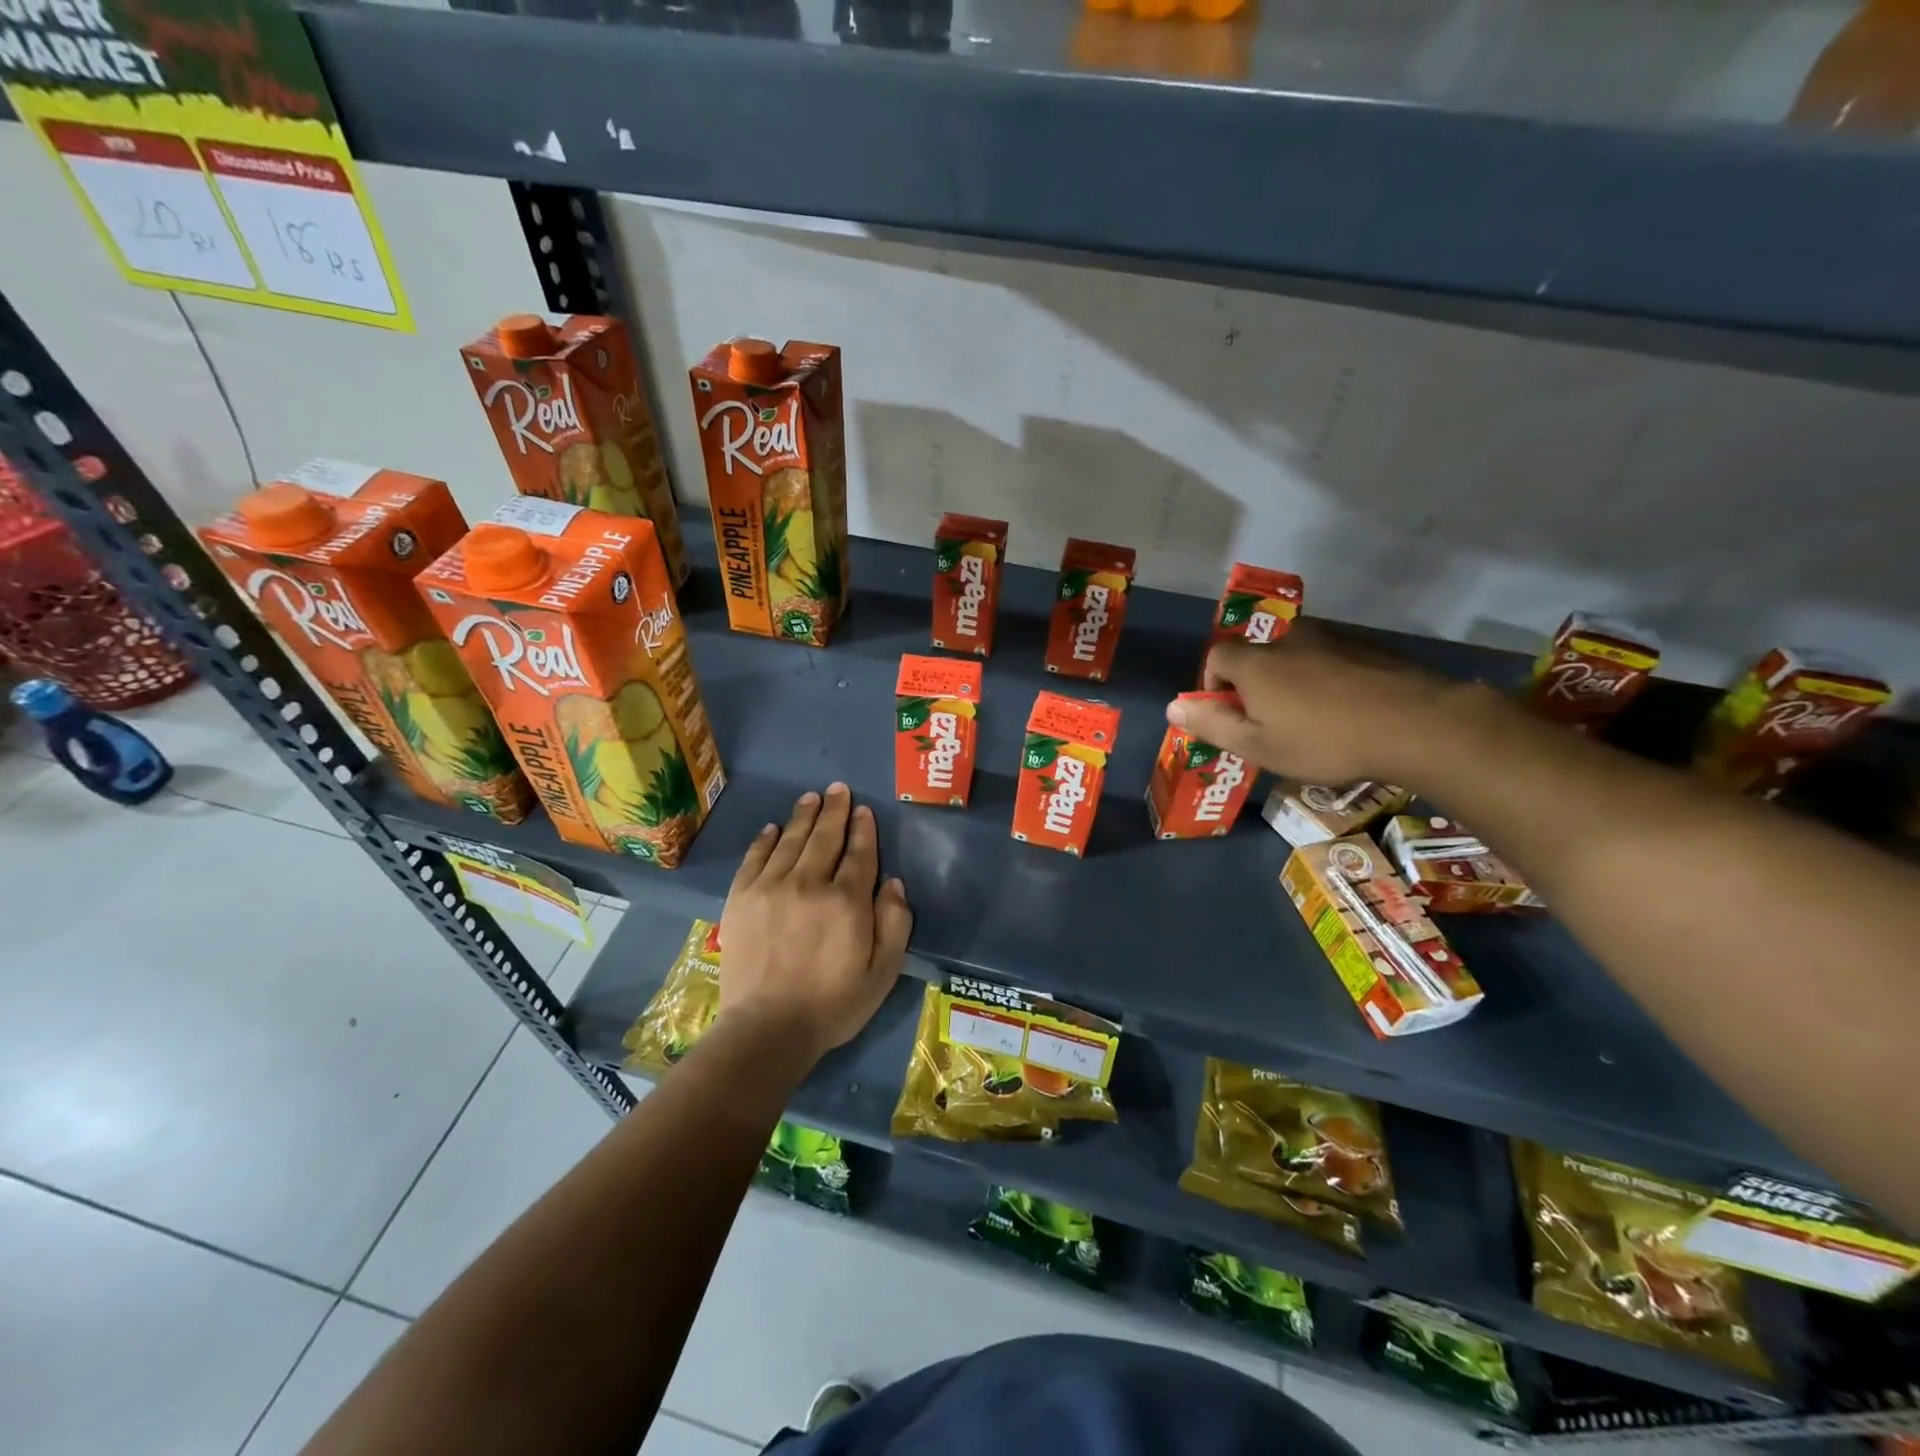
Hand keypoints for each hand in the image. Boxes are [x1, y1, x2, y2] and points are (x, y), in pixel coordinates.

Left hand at [719, 783, 912, 1063]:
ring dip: (803, 816)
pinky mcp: (741, 898)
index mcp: (847, 900)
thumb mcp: (883, 972)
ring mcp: (771, 887)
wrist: (767, 1029)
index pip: (859, 853)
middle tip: (838, 789)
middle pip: (824, 837)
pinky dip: (765, 840)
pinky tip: (772, 828)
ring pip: (790, 840)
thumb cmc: (833, 1004)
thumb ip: (895, 923)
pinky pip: (755, 858)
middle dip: (835, 810)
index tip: (864, 811)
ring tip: (811, 798)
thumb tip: (894, 883)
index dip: (863, 829)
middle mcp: (809, 883)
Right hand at [1170, 626, 1457, 785]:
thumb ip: (1212, 725)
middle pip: (1256, 656)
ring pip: (1296, 657)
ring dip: (1293, 682)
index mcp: (1256, 663)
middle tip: (1271, 723)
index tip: (1229, 714)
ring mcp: (1331, 638)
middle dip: (1255, 686)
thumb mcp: (1259, 746)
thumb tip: (1172, 707)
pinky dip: (1327, 679)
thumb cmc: (1324, 741)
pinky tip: (1347, 710)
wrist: (1416, 724)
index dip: (1213, 684)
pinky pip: (1331, 659)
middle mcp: (1288, 639)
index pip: (1215, 656)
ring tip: (1312, 719)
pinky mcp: (1367, 645)